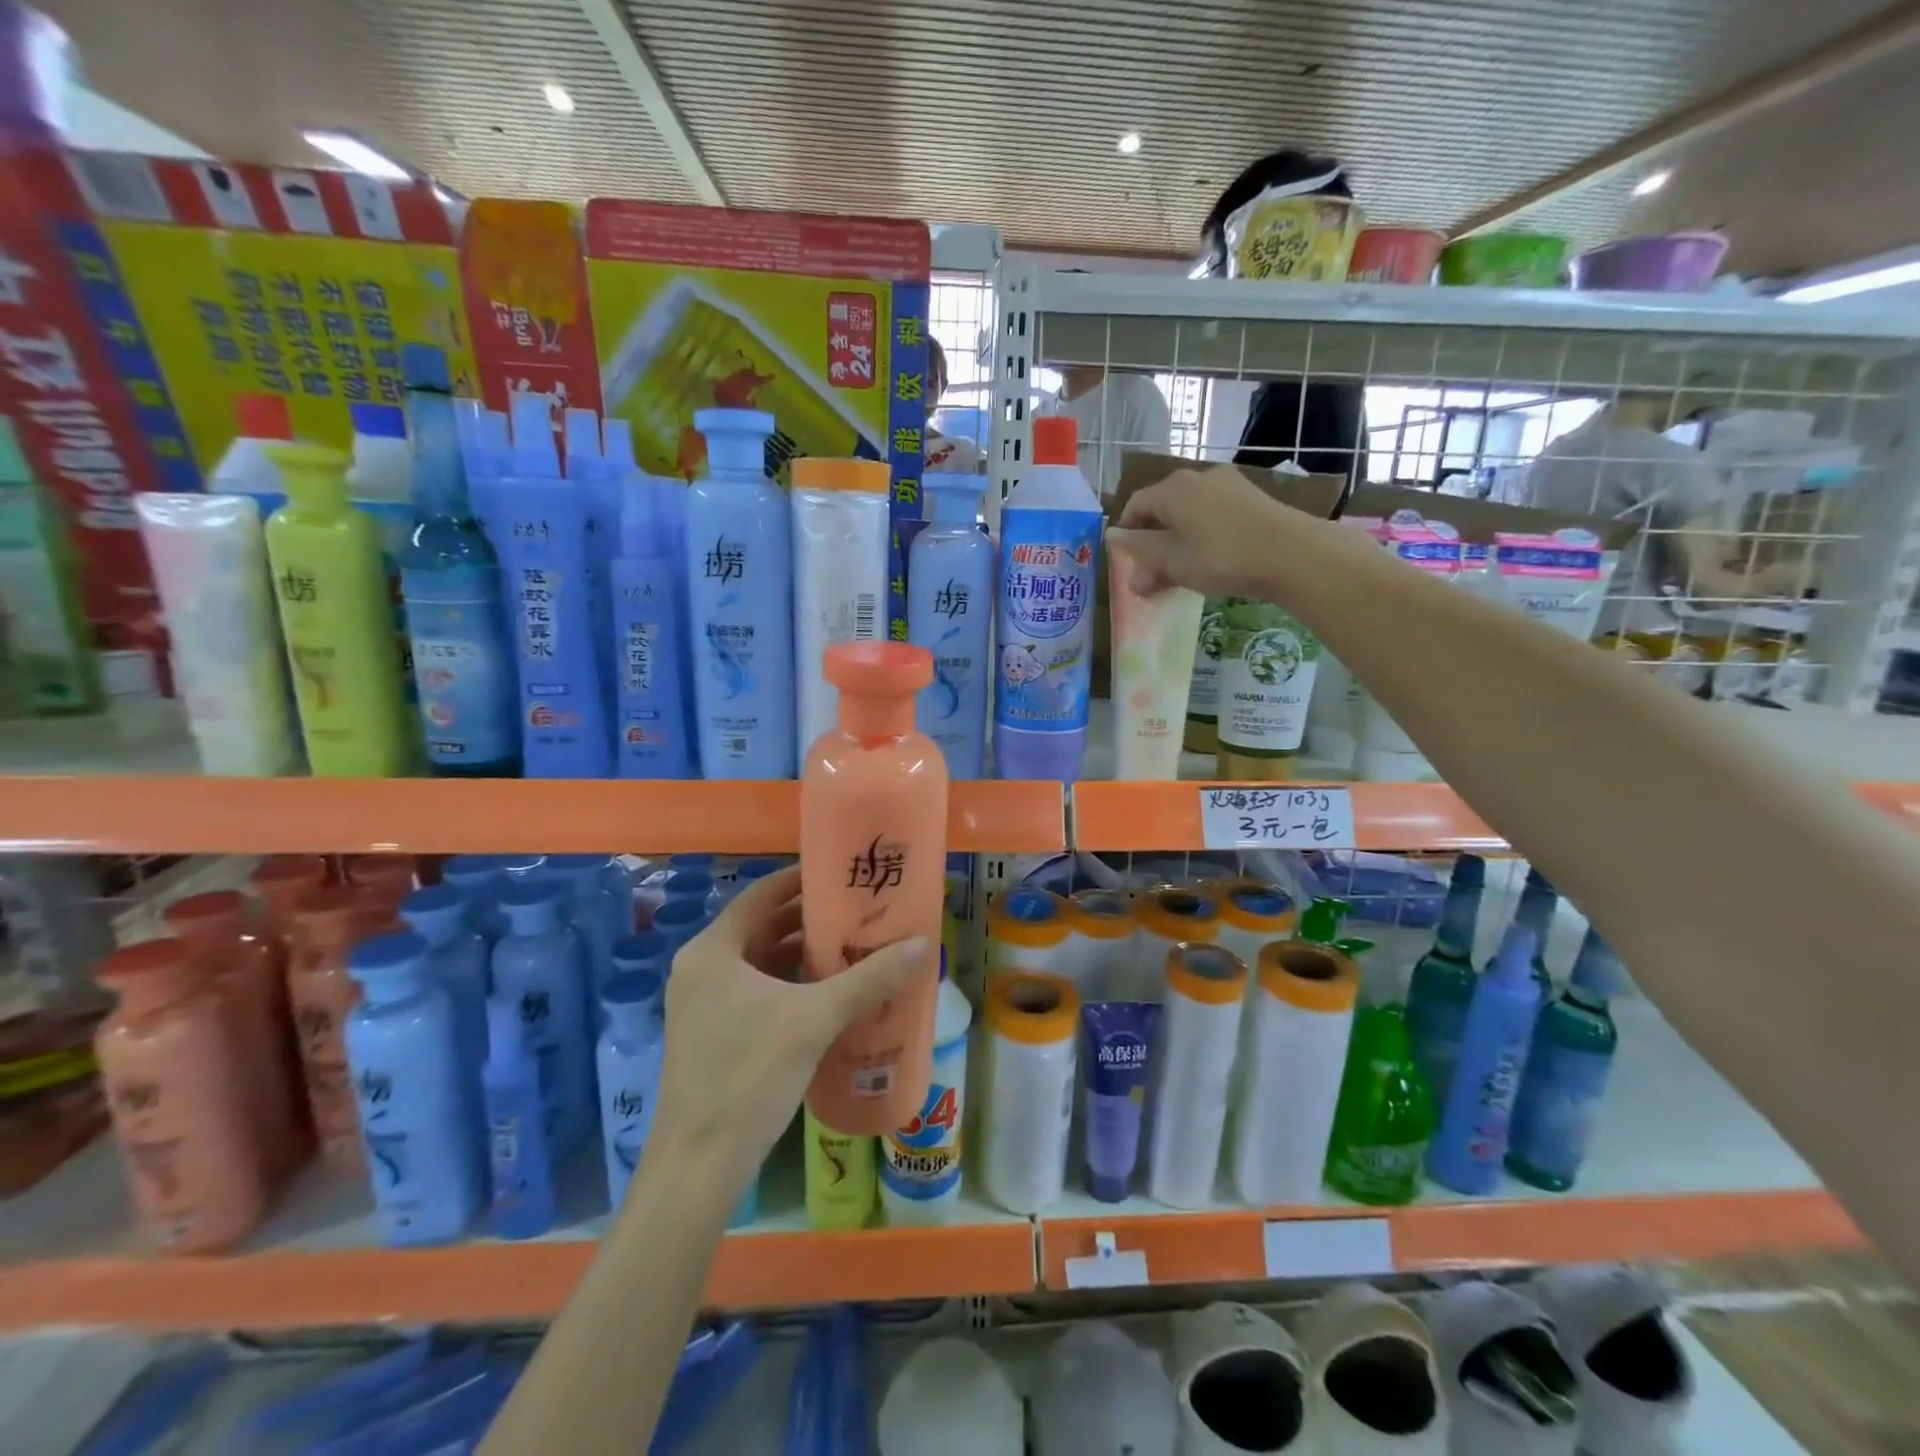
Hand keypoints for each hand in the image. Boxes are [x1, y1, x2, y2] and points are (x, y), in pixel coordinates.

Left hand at [649, 865, 925, 1194]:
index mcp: (713, 951)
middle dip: (810, 919)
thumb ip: (869, 978)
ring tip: (853, 946)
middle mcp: (702, 969)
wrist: (699, 1167)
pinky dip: (792, 986)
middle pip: (763, 928)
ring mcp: (704, 1005)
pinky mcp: (714, 1035)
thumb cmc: (750, 1075)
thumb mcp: (815, 1019)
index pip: (761, 895)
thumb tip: (921, 943)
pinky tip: (831, 994)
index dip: (801, 880)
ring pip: (761, 963)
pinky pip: (758, 992)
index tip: (842, 873)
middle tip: (858, 910)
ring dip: (803, 955)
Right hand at [1113, 464, 1320, 597]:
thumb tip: (1115, 543)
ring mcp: (1228, 485)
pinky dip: (1203, 535)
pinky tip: (1212, 561)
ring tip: (1182, 571)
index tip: (1127, 562)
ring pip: (1189, 512)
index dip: (1126, 533)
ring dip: (1178, 540)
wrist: (1292, 553)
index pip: (1135, 505)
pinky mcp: (1252, 498)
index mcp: (1172, 489)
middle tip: (1152, 574)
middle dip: (1153, 541)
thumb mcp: (1173, 562)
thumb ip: (1141, 554)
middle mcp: (1198, 477)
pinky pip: (1213, 515)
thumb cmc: (1222, 557)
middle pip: (1163, 507)